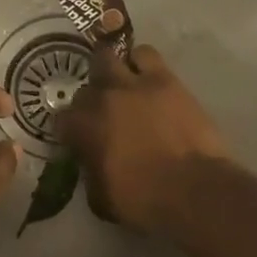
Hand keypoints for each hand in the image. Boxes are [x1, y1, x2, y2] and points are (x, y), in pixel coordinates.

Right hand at [57, 44, 228, 232]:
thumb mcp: (102, 199)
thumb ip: (90, 173)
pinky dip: (141, 62)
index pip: (63, 118)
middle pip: (86, 86)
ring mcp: (133, 84)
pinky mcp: (165, 79)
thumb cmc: (144, 201)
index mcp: (83, 128)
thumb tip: (92, 163)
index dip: (71, 129)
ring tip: (122, 84)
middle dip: (91, 99)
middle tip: (103, 112)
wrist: (193, 189)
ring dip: (112, 70)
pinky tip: (146, 77)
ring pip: (108, 57)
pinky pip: (146, 55)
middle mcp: (102, 99)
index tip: (80, 139)